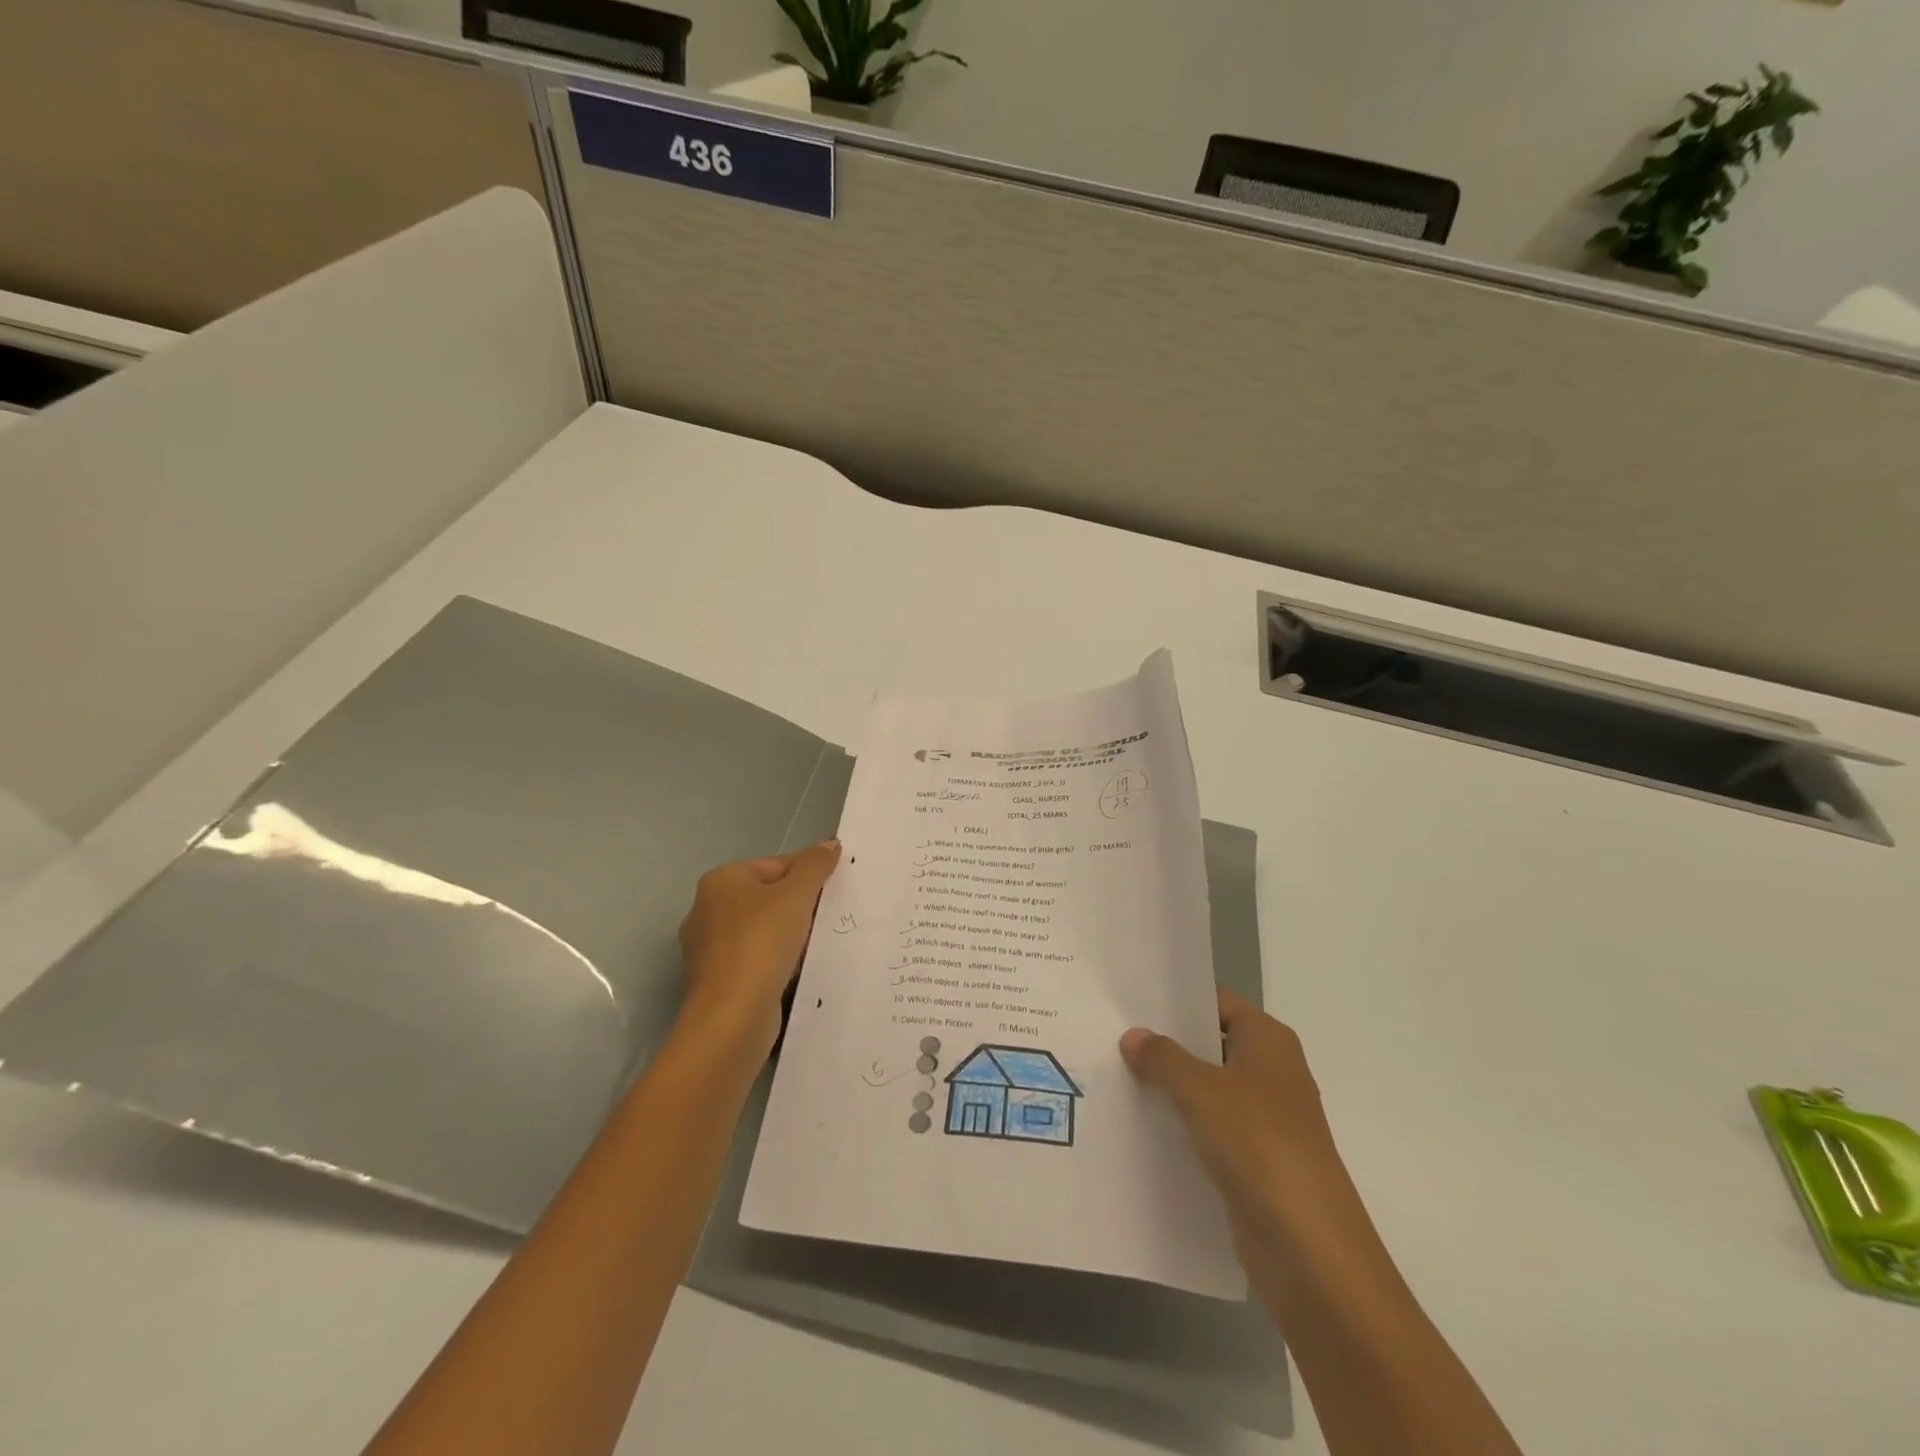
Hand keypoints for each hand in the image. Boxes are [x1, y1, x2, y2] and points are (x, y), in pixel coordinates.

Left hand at [677, 839, 841, 1059]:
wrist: (733, 1016)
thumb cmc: (762, 943)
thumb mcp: (797, 895)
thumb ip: (815, 865)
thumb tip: (830, 844)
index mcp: (721, 880)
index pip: (777, 865)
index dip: (809, 875)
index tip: (834, 893)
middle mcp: (707, 909)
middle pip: (769, 897)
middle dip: (800, 907)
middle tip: (829, 919)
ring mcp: (709, 947)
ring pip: (764, 930)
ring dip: (791, 936)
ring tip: (818, 946)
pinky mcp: (717, 980)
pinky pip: (756, 959)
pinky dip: (778, 962)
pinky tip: (798, 971)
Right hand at [1121, 988, 1352, 1254]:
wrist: (1309, 1249)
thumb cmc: (1259, 1145)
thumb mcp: (1201, 1090)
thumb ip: (1163, 1057)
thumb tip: (1133, 1036)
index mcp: (1269, 1041)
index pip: (1216, 1001)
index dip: (1176, 998)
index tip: (1129, 998)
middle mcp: (1270, 1072)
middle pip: (1210, 1044)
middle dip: (1165, 1043)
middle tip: (1110, 1034)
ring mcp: (1265, 1119)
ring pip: (1207, 1089)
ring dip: (1169, 1086)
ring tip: (1114, 1075)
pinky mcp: (1254, 1161)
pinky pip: (1209, 1129)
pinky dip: (1180, 1125)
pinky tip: (1139, 1125)